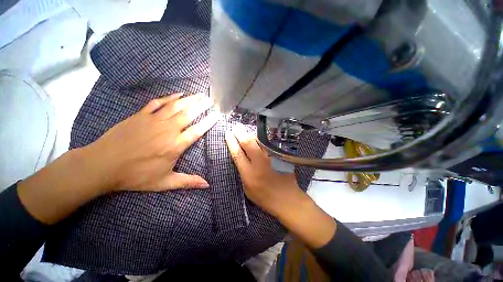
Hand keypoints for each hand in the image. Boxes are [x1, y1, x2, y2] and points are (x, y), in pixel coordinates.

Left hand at [85, 93, 218, 191]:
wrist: (102, 165)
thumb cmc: (135, 176)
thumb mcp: (164, 183)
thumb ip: (188, 182)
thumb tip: (207, 185)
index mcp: (174, 146)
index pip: (197, 131)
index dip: (209, 122)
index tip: (217, 114)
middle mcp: (167, 130)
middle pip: (189, 114)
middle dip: (202, 106)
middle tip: (211, 99)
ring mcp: (153, 121)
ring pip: (176, 106)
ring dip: (190, 99)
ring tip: (200, 94)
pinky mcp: (141, 115)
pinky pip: (158, 103)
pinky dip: (170, 97)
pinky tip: (178, 94)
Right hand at [224, 125, 301, 215]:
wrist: (286, 198)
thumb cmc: (264, 196)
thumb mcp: (247, 188)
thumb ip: (242, 172)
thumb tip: (239, 156)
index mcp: (249, 174)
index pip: (237, 153)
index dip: (231, 142)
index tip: (228, 134)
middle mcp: (260, 163)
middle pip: (248, 143)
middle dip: (240, 133)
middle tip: (235, 128)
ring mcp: (271, 158)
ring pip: (259, 140)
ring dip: (250, 134)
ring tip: (244, 130)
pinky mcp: (280, 156)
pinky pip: (268, 143)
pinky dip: (261, 138)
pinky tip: (257, 135)